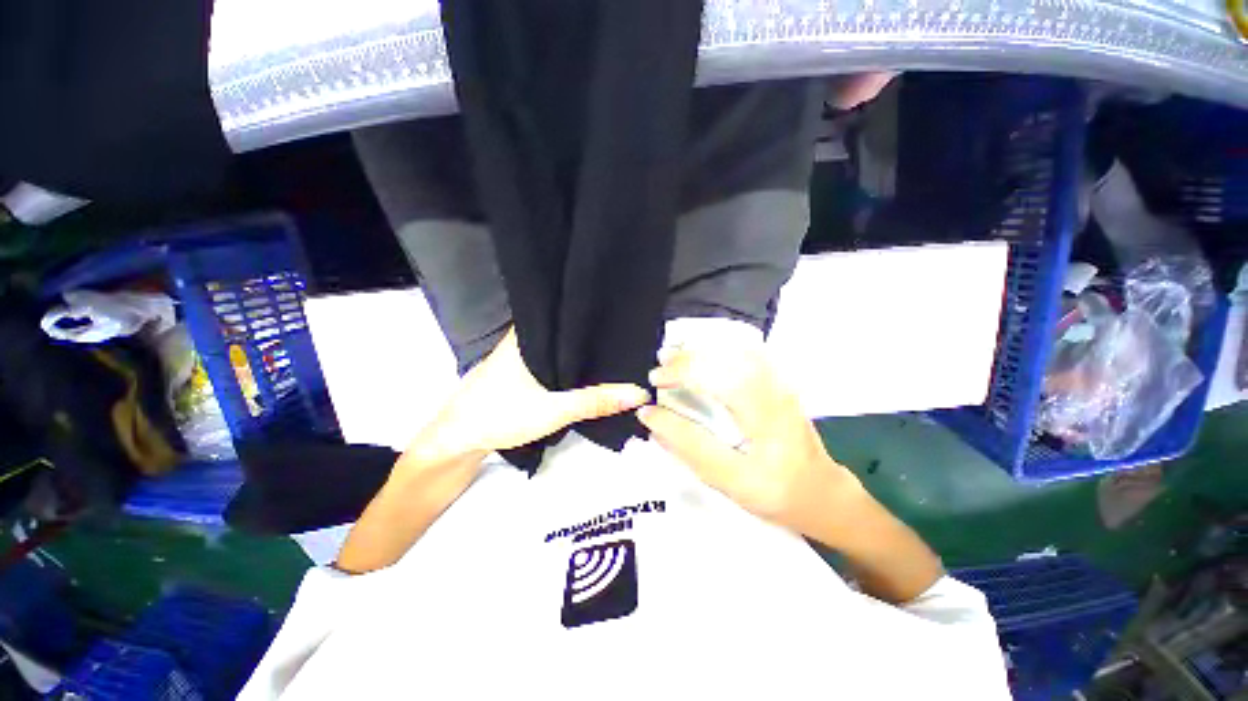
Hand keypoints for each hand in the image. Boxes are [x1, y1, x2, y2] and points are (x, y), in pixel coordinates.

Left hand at [414, 328, 650, 460]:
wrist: (457, 440)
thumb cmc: (500, 416)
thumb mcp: (554, 409)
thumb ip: (596, 401)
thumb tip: (639, 392)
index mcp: (528, 336)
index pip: (562, 311)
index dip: (588, 307)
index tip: (616, 305)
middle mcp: (522, 340)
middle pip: (561, 328)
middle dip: (589, 329)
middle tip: (622, 327)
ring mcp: (517, 355)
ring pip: (554, 345)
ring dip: (576, 347)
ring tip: (611, 344)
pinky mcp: (517, 372)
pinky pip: (548, 359)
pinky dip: (566, 361)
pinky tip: (584, 368)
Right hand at [637, 346, 864, 541]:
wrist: (822, 490)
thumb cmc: (776, 493)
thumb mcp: (729, 483)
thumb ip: (689, 449)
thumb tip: (652, 419)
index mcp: (768, 427)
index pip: (718, 389)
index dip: (680, 383)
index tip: (651, 392)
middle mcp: (778, 396)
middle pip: (728, 362)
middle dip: (686, 361)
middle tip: (657, 373)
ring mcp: (783, 383)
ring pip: (737, 351)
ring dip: (699, 351)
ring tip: (672, 357)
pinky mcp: (781, 379)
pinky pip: (747, 352)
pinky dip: (718, 348)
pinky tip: (701, 353)